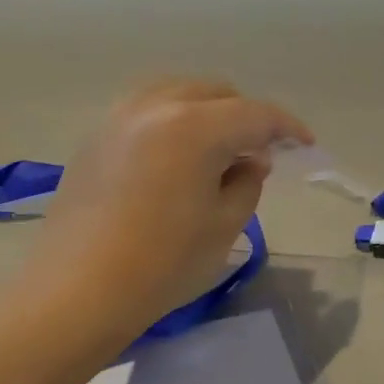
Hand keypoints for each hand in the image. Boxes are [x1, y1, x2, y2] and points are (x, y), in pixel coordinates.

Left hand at [36, 78, 312, 337]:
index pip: (255, 114)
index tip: (305, 144)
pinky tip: (177, 157)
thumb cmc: (163, 263)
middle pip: (216, 93)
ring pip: (178, 94)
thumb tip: (249, 160)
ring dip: (208, 113)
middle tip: (259, 153)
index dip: (287, 128)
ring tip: (218, 151)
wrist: (78, 290)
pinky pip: (147, 111)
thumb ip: (247, 182)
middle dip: (245, 117)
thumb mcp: (224, 225)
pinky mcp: (96, 137)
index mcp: (195, 126)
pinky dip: (174, 122)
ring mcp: (119, 117)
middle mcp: (156, 106)